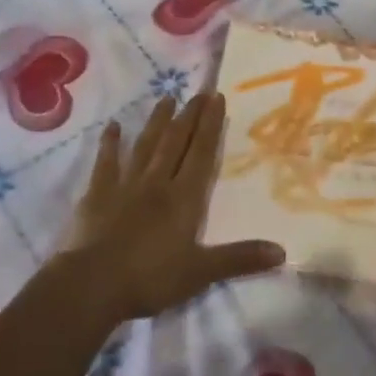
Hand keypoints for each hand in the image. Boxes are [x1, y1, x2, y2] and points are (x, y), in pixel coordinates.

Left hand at [54, 92, 284, 322]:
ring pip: (145, 146)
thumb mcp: (201, 272)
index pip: (202, 154)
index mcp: (184, 198)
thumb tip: (282, 251)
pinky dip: (110, 143)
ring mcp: (125, 185)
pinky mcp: (98, 194)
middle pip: (176, 142)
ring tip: (166, 98)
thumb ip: (240, 259)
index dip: (211, 125)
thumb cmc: (151, 278)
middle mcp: (157, 182)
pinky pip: (106, 162)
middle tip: (199, 91)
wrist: (93, 284)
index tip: (217, 98)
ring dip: (157, 121)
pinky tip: (114, 126)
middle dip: (189, 116)